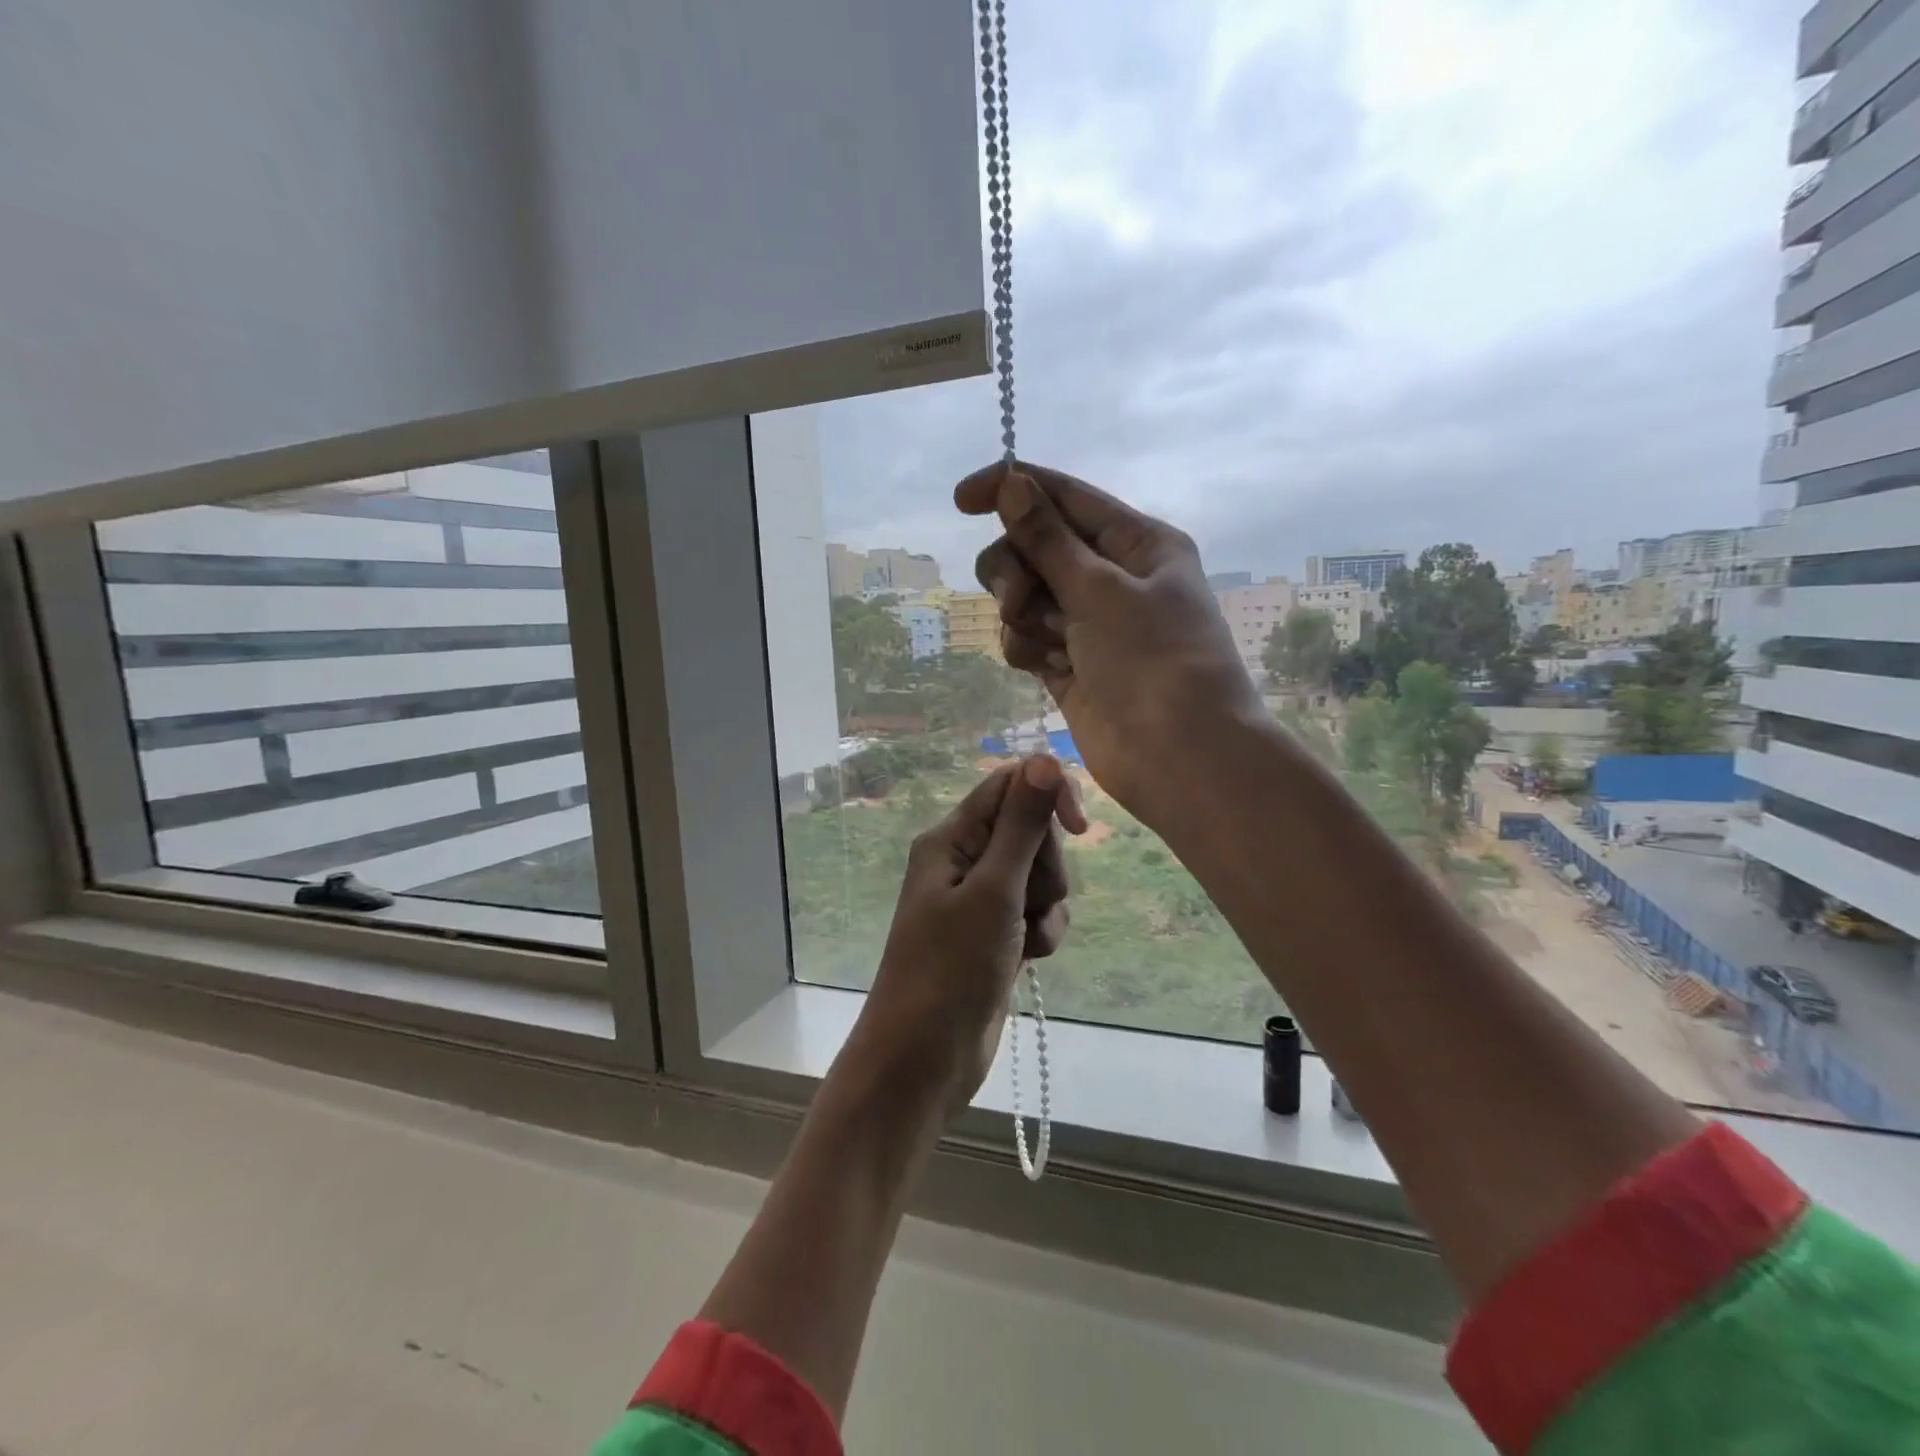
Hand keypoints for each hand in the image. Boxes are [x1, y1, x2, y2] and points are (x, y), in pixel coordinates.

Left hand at [852, 755, 1084, 1108]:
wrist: (924, 1059)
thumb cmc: (949, 970)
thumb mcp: (992, 892)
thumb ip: (1021, 826)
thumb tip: (1044, 759)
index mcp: (951, 838)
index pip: (1009, 786)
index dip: (1049, 794)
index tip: (1080, 827)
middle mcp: (964, 860)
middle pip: (1031, 831)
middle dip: (1044, 867)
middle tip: (1025, 904)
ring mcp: (980, 900)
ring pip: (1040, 875)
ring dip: (1045, 906)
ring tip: (1024, 939)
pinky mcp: (996, 933)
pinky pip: (1038, 912)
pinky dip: (1042, 932)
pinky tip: (1029, 959)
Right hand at [956, 462, 1262, 828]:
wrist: (1179, 757)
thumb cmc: (1153, 661)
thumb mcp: (1100, 590)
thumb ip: (1047, 538)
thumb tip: (1011, 482)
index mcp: (1138, 542)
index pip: (1064, 497)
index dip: (1012, 489)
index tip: (960, 500)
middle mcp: (1115, 577)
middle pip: (1036, 547)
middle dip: (1017, 569)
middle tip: (1017, 600)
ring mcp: (1091, 624)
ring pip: (1026, 595)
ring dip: (1022, 613)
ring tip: (1043, 644)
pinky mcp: (1071, 665)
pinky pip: (1029, 637)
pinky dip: (1027, 647)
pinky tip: (1045, 668)